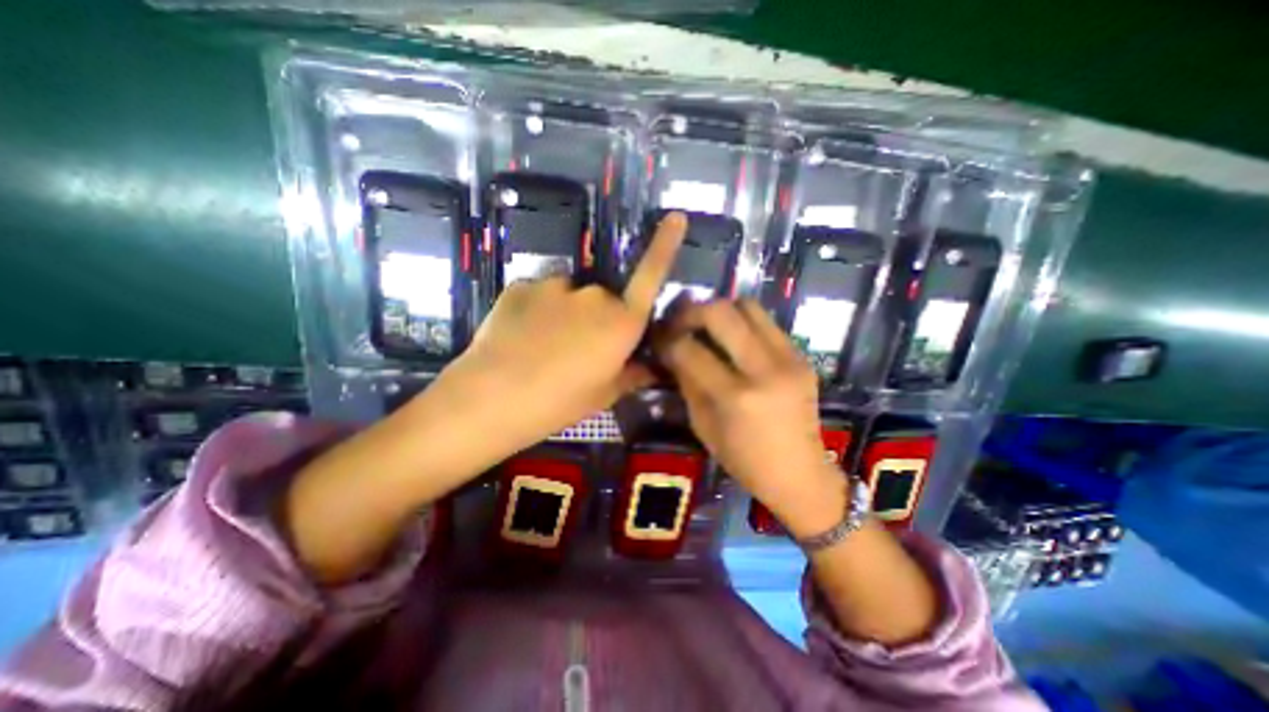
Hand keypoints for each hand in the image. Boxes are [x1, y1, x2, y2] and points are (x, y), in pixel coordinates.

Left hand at [441, 212, 689, 452]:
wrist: (490, 399)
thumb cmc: (558, 403)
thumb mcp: (603, 394)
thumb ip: (631, 375)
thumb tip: (652, 368)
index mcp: (621, 322)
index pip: (651, 277)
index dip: (665, 246)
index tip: (675, 217)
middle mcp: (594, 295)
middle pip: (604, 299)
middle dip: (597, 319)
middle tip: (577, 351)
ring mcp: (555, 285)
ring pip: (570, 296)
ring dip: (565, 313)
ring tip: (543, 346)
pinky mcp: (522, 285)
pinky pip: (540, 295)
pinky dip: (537, 311)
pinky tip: (521, 337)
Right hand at [654, 296, 839, 534]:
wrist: (800, 473)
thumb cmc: (744, 460)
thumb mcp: (703, 425)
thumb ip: (687, 382)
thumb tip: (672, 349)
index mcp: (735, 397)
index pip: (690, 349)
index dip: (667, 339)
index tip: (659, 338)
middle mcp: (764, 369)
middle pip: (721, 312)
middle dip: (692, 312)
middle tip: (681, 322)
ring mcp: (789, 359)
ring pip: (748, 306)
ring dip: (721, 310)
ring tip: (708, 326)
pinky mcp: (802, 356)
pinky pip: (766, 323)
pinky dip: (743, 324)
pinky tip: (734, 340)